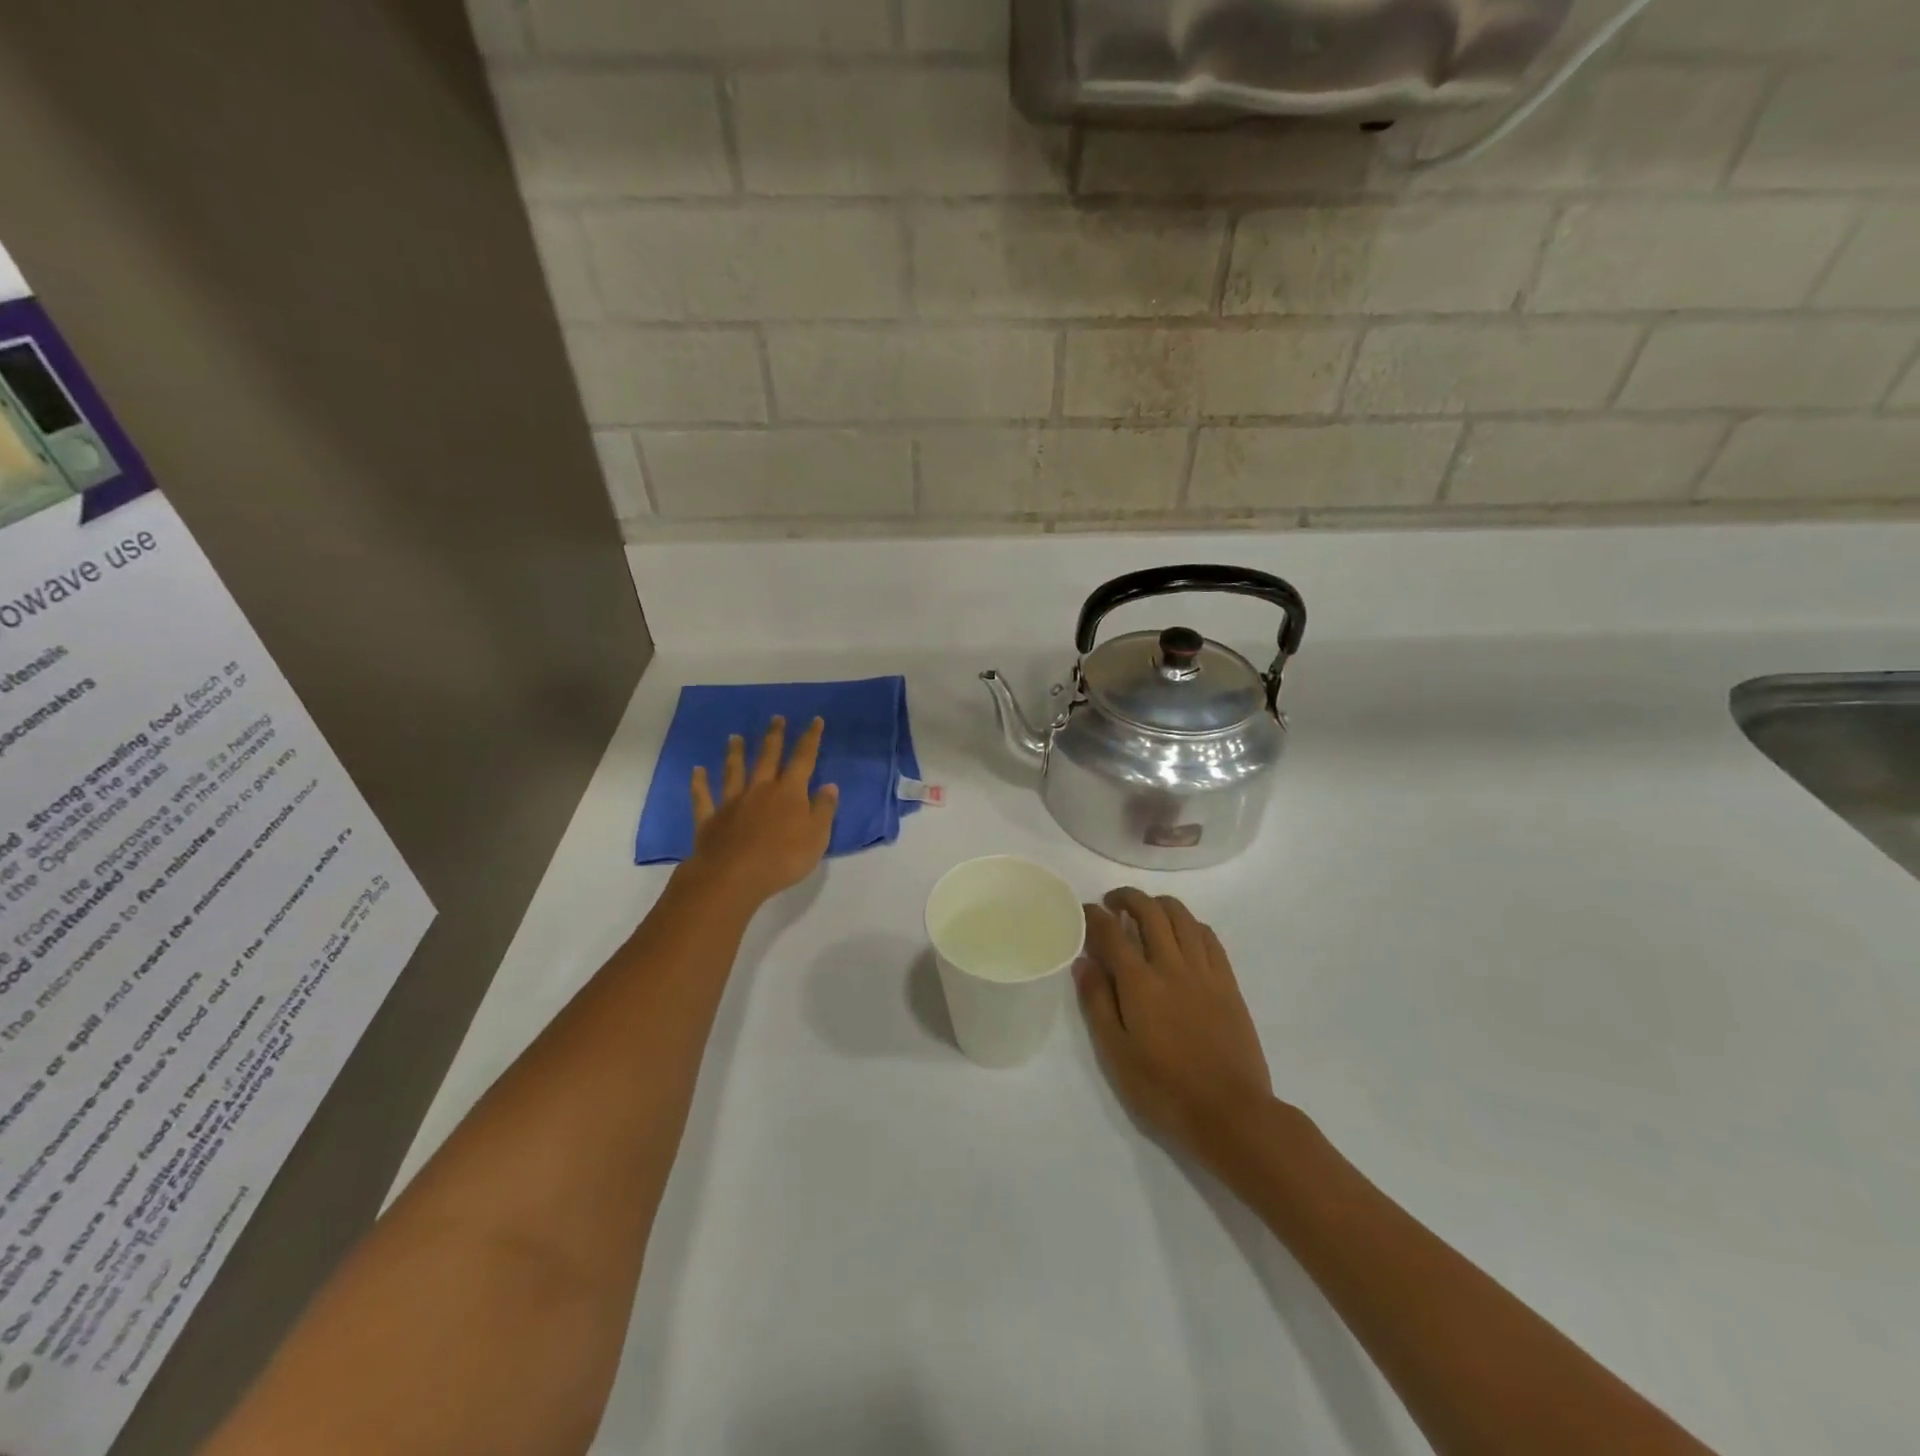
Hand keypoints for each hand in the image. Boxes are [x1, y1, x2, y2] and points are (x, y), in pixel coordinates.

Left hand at [685, 717, 838, 906]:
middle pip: (768, 757)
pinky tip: (697, 771)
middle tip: (776, 718)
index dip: (810, 739)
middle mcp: (760, 789)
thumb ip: (824, 810)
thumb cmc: (783, 858)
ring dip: (736, 753)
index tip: (815, 720)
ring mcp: (732, 802)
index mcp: (789, 792)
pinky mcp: (710, 819)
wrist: (734, 876)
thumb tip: (829, 786)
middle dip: (774, 737)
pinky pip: (704, 797)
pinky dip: (700, 783)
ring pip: (734, 771)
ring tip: (735, 737)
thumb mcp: (817, 837)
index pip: (803, 759)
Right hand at [1076, 889, 1274, 1163]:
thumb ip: (1097, 1002)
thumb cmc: (1163, 1089)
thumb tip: (1084, 962)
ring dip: (1160, 904)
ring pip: (1182, 917)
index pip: (1111, 932)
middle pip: (1150, 912)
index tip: (1084, 910)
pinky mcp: (1228, 983)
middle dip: (1128, 898)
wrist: (1230, 1113)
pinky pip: (1209, 937)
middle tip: (1113, 903)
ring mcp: (1204, 971)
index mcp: (1139, 983)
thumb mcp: (1116, 1053)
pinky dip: (1190, 923)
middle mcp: (1172, 965)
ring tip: (1146, 910)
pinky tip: (1182, 932)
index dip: (1094, 916)